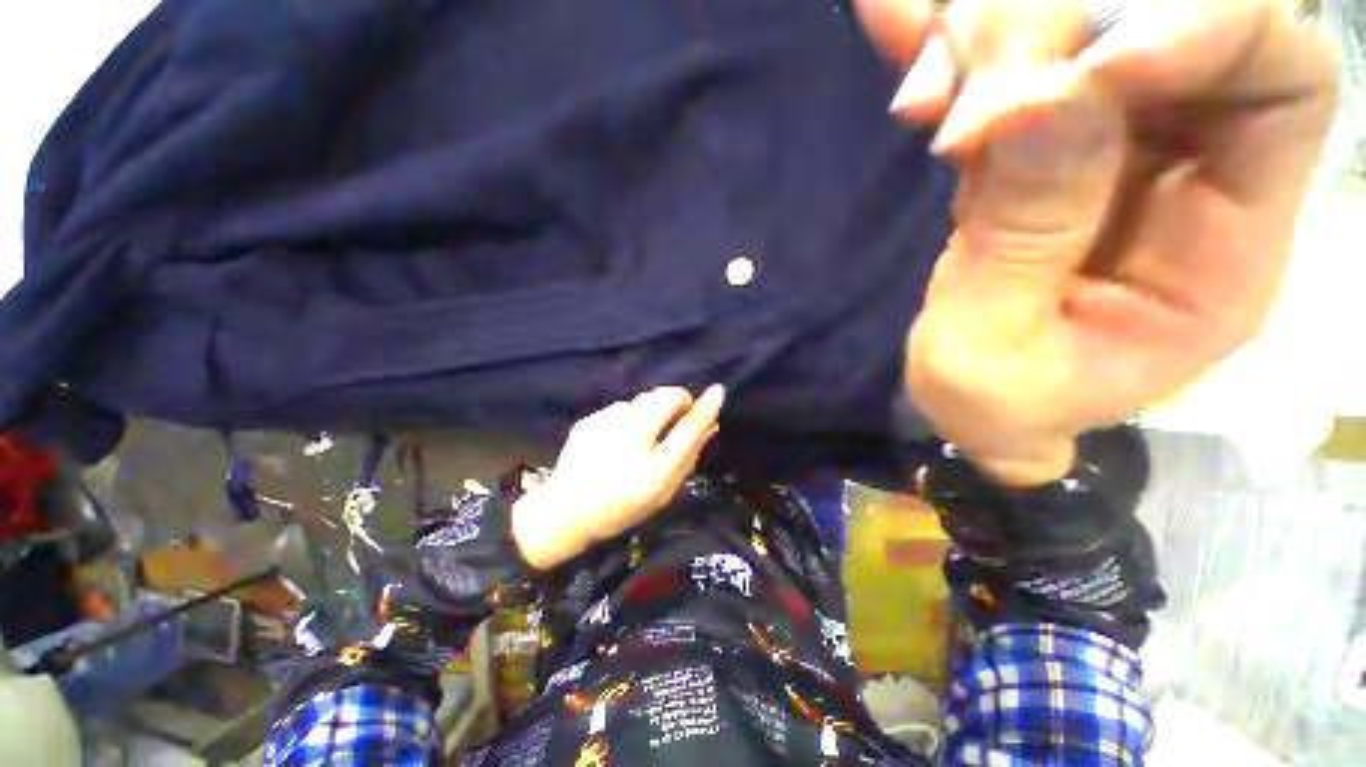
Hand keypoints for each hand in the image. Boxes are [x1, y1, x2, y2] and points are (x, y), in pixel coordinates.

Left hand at [511, 385, 725, 568]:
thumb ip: (688, 458)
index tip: (717, 391)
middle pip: (664, 398)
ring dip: (650, 409)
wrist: (564, 513)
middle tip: (680, 411)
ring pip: (641, 400)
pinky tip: (617, 437)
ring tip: (644, 430)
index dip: (705, 408)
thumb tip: (709, 428)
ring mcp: (606, 427)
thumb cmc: (621, 507)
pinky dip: (628, 416)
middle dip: (678, 398)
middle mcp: (631, 441)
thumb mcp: (662, 491)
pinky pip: (620, 407)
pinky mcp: (589, 420)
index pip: (688, 429)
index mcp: (654, 468)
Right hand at [856, 0, 1338, 484]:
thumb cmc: (994, 401)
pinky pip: (1009, 67)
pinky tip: (899, 20)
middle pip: (1177, 18)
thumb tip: (1034, 94)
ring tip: (919, 82)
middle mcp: (1192, 169)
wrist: (973, 404)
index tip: (1071, 70)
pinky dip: (952, 39)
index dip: (1203, 26)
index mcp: (1225, 247)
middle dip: (1066, 23)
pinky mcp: (1040, 145)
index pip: (1283, 80)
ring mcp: (1111, 147)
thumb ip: (1021, 234)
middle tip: (959, 86)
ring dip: (992, 27)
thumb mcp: (994, 345)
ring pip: (1081, 27)